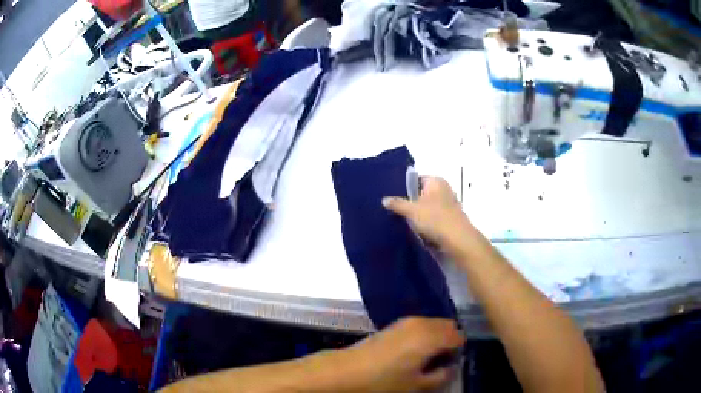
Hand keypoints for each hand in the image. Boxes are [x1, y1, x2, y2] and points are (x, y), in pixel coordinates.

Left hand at [337, 317, 464, 391]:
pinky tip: (414, 352)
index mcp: (430, 337)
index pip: (458, 336)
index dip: (459, 350)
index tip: (452, 363)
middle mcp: (421, 323)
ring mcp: (407, 321)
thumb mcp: (417, 384)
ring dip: (437, 337)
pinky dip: (425, 334)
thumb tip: (453, 367)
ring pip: (434, 324)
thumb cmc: (384, 381)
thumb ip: (442, 375)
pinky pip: (421, 325)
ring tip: (427, 358)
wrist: (347, 371)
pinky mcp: (395, 324)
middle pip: (448, 326)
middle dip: (450, 340)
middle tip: (441, 361)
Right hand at [382, 177, 475, 252]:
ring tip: (402, 220)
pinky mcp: (450, 219)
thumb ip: (397, 204)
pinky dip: (426, 222)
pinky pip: (433, 218)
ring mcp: (448, 205)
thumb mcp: (411, 210)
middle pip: (422, 193)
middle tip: (394, 209)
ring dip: (418, 214)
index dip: (405, 187)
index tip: (392, 196)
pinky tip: (415, 230)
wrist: (457, 240)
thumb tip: (384, 199)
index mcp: (436, 181)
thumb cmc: (435, 218)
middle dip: (410, 201)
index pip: (416, 179)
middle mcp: (444, 189)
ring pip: (427, 207)